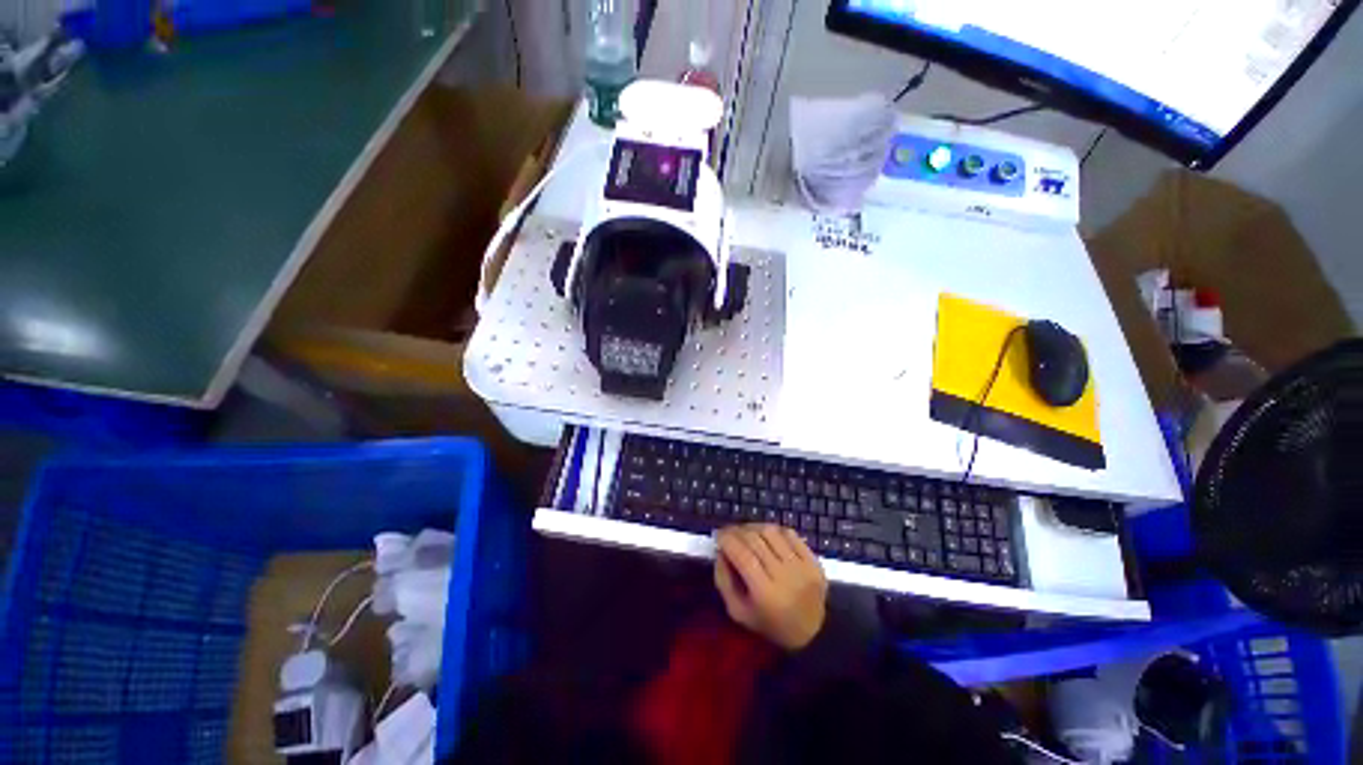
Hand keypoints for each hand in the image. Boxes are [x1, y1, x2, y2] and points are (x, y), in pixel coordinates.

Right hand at [713, 524, 827, 650]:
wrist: (813, 633)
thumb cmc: (770, 624)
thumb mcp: (738, 612)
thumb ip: (724, 581)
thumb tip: (719, 551)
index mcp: (765, 593)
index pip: (742, 555)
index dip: (727, 540)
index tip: (718, 535)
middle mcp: (785, 576)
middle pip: (756, 540)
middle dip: (737, 531)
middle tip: (728, 532)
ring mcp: (802, 566)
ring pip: (772, 532)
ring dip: (754, 527)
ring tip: (747, 533)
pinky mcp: (813, 560)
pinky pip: (790, 534)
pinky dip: (775, 530)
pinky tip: (768, 537)